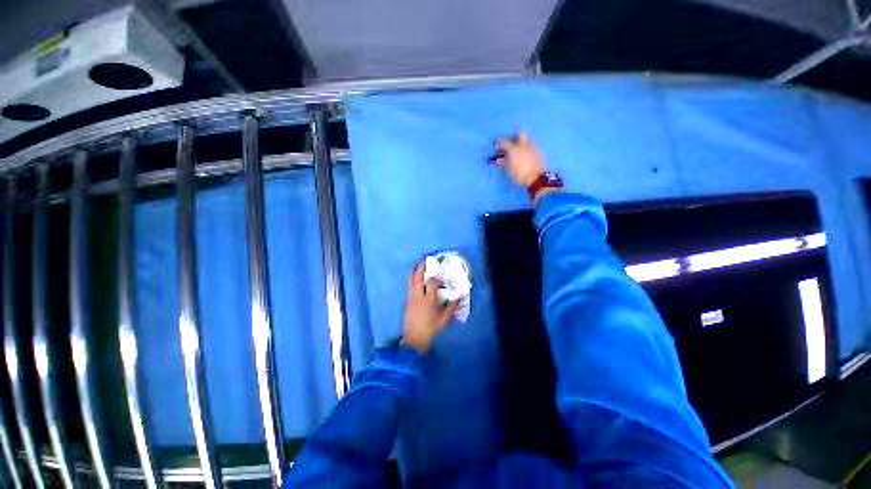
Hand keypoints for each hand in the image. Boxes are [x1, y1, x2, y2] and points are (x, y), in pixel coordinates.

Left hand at [400, 260, 459, 353]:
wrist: (414, 339)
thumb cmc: (430, 329)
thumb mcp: (444, 320)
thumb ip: (452, 308)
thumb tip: (460, 297)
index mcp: (429, 300)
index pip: (432, 283)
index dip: (436, 277)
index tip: (440, 277)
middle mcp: (418, 296)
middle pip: (418, 277)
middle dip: (421, 267)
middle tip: (424, 259)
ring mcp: (411, 298)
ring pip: (411, 281)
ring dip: (414, 271)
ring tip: (417, 265)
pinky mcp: (406, 301)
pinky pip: (408, 286)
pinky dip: (411, 279)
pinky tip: (413, 277)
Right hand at [493, 133, 545, 187]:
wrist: (536, 179)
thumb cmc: (519, 176)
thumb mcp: (508, 171)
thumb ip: (502, 163)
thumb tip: (498, 160)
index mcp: (513, 149)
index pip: (503, 142)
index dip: (498, 143)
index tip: (495, 145)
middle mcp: (523, 145)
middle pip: (519, 134)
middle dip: (513, 137)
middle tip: (510, 144)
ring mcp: (532, 147)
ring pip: (526, 140)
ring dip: (521, 143)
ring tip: (517, 151)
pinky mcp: (538, 152)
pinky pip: (531, 147)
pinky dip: (526, 149)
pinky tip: (524, 156)